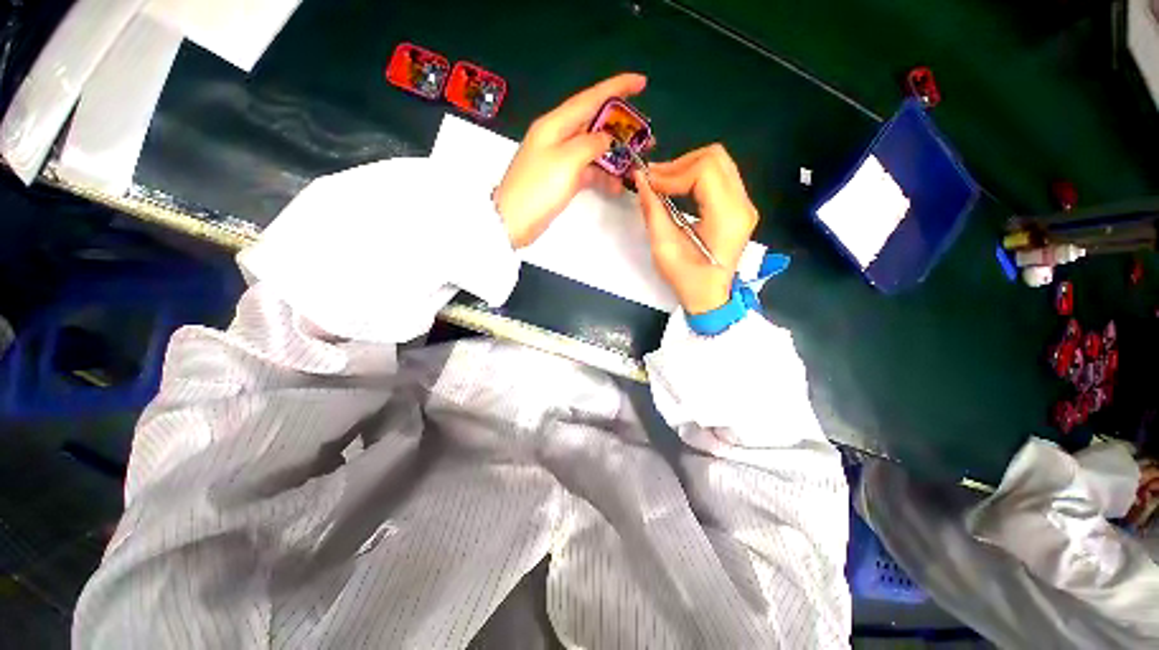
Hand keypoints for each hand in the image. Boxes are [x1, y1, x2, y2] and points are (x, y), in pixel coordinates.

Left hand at [495, 73, 646, 247]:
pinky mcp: (561, 178)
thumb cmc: (538, 189)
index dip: (617, 87)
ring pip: (593, 149)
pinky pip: (587, 170)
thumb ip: (591, 144)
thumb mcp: (567, 161)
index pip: (590, 98)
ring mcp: (560, 159)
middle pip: (594, 124)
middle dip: (621, 128)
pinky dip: (602, 175)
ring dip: (614, 156)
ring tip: (636, 164)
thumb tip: (606, 138)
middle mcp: (558, 137)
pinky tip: (616, 185)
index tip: (641, 82)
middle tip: (646, 137)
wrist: (513, 222)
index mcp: (555, 124)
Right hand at [635, 144, 758, 313]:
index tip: (648, 184)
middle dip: (679, 164)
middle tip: (654, 179)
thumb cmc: (687, 278)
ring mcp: (744, 204)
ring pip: (718, 163)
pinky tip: (676, 188)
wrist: (709, 296)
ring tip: (662, 182)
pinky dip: (694, 176)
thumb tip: (641, 179)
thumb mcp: (664, 247)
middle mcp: (743, 204)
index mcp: (728, 216)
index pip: (704, 171)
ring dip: (686, 167)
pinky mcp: (738, 207)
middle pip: (715, 158)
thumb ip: (653, 210)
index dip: (672, 173)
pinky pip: (719, 177)